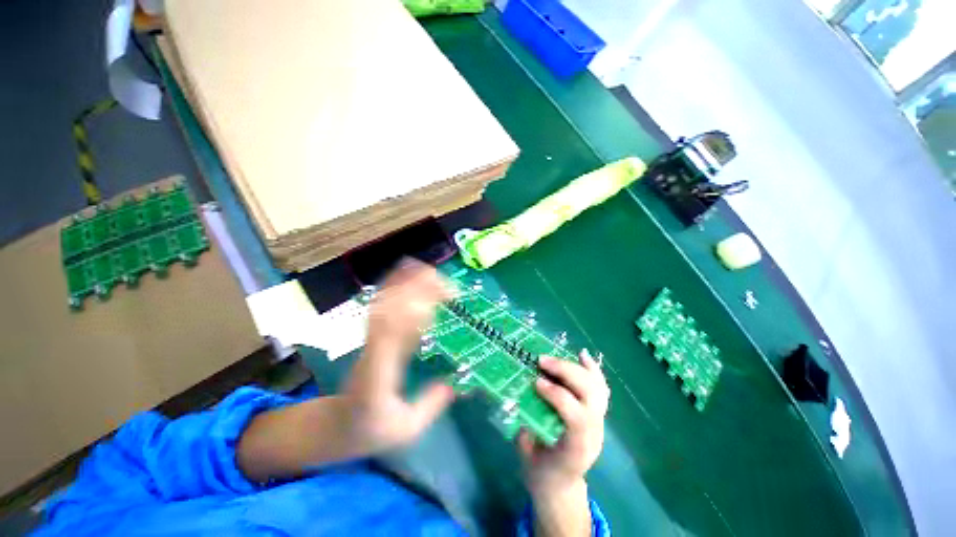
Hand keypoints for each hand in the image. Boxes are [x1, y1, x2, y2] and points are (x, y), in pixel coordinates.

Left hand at [344, 259, 455, 452]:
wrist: (335, 425)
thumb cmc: (370, 430)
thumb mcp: (405, 431)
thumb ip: (429, 407)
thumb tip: (455, 383)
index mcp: (379, 376)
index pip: (391, 337)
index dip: (413, 312)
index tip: (438, 301)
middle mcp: (371, 351)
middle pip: (389, 312)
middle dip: (414, 291)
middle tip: (445, 282)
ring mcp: (369, 340)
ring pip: (384, 304)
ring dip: (404, 284)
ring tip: (430, 271)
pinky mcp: (371, 335)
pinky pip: (381, 305)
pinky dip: (393, 287)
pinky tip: (407, 276)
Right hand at [519, 350, 609, 494]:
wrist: (562, 487)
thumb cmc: (542, 473)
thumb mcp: (527, 456)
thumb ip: (525, 427)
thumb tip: (516, 396)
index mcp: (576, 450)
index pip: (577, 419)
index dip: (557, 396)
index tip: (536, 382)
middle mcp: (594, 434)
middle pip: (590, 396)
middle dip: (566, 372)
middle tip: (542, 360)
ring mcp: (599, 423)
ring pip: (597, 388)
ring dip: (576, 367)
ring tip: (555, 356)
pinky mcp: (598, 414)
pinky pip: (601, 388)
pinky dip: (592, 369)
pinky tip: (582, 355)